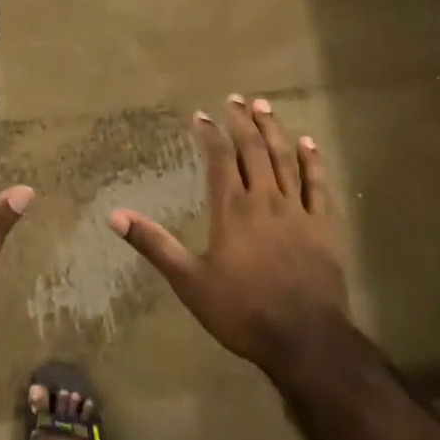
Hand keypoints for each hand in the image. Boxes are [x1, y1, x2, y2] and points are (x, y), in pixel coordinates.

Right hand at [109, 96, 351, 377]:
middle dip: (242, 122)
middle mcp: (265, 200)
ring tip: (264, 106)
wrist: (305, 340)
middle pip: (254, 150)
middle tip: (235, 98)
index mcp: (232, 210)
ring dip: (274, 130)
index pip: (219, 160)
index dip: (210, 134)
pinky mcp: (324, 227)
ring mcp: (298, 211)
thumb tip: (115, 216)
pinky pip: (317, 185)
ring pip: (285, 159)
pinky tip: (308, 143)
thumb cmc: (242, 311)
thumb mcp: (189, 281)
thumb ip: (154, 245)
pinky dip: (313, 161)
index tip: (201, 115)